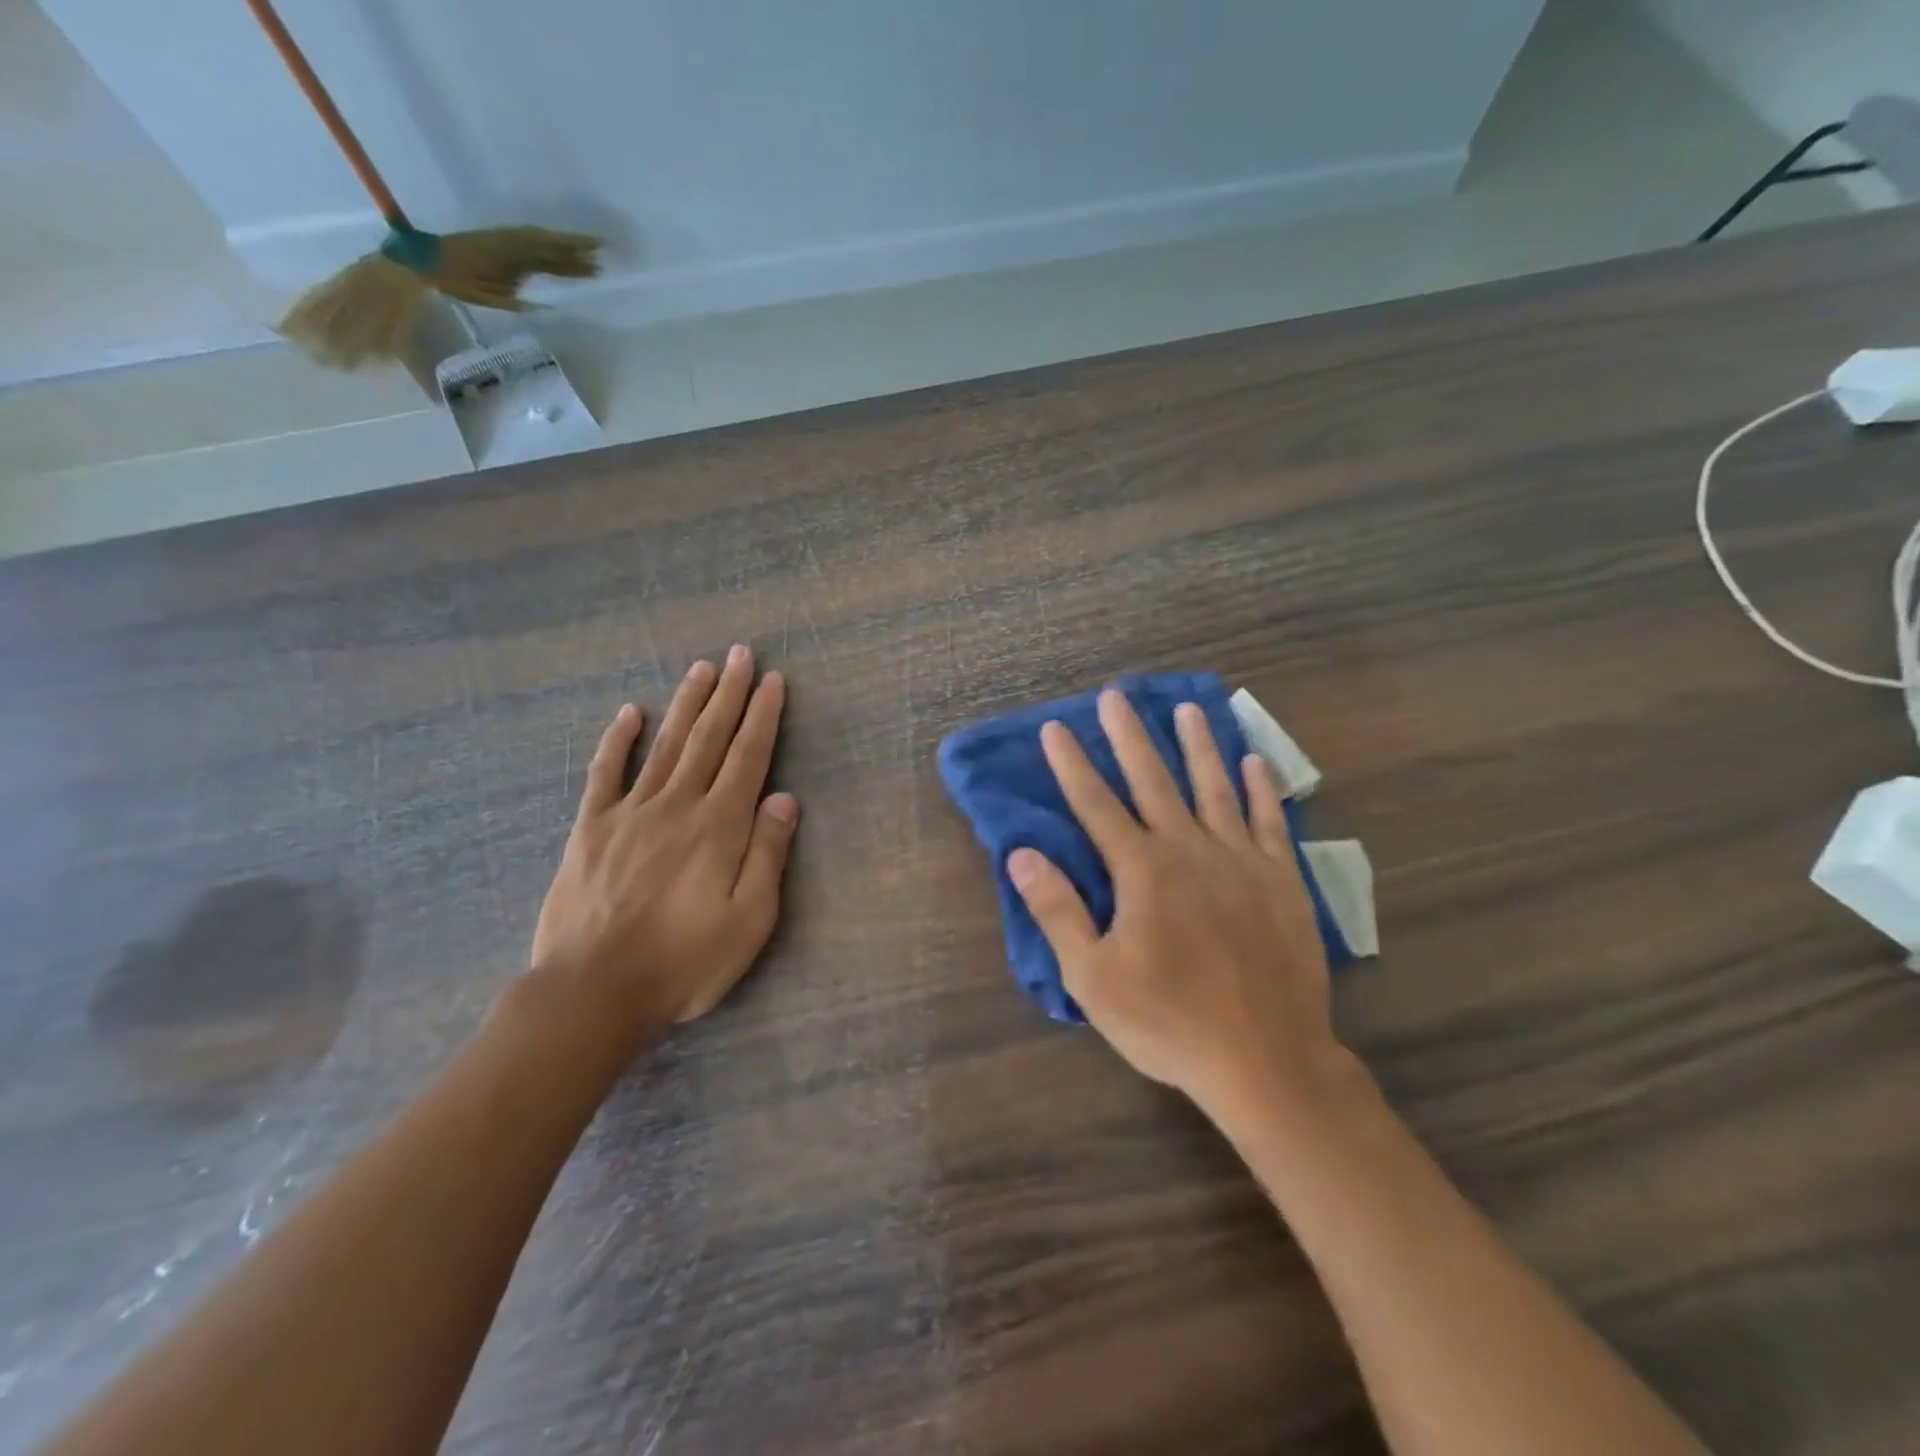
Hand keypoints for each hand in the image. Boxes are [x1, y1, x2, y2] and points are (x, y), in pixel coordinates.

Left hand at [529, 645, 798, 1039]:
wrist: (594, 991)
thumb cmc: (684, 961)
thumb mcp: (749, 920)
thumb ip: (767, 855)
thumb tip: (784, 799)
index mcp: (719, 826)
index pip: (748, 756)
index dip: (762, 716)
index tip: (771, 680)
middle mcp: (677, 806)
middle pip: (708, 738)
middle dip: (728, 694)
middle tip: (739, 653)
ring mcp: (630, 813)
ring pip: (665, 745)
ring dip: (685, 704)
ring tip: (700, 668)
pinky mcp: (591, 828)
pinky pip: (605, 773)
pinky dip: (618, 740)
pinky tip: (629, 712)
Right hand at [1006, 689, 1347, 1115]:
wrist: (1266, 1060)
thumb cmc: (1169, 1022)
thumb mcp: (1093, 978)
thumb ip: (1058, 911)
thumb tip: (1023, 855)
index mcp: (1142, 872)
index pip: (1096, 804)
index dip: (1072, 764)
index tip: (1055, 728)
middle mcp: (1190, 851)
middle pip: (1154, 781)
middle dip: (1130, 737)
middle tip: (1115, 695)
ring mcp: (1242, 862)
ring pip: (1215, 789)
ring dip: (1198, 746)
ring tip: (1187, 709)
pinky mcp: (1283, 881)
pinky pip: (1271, 822)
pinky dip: (1262, 789)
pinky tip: (1256, 761)